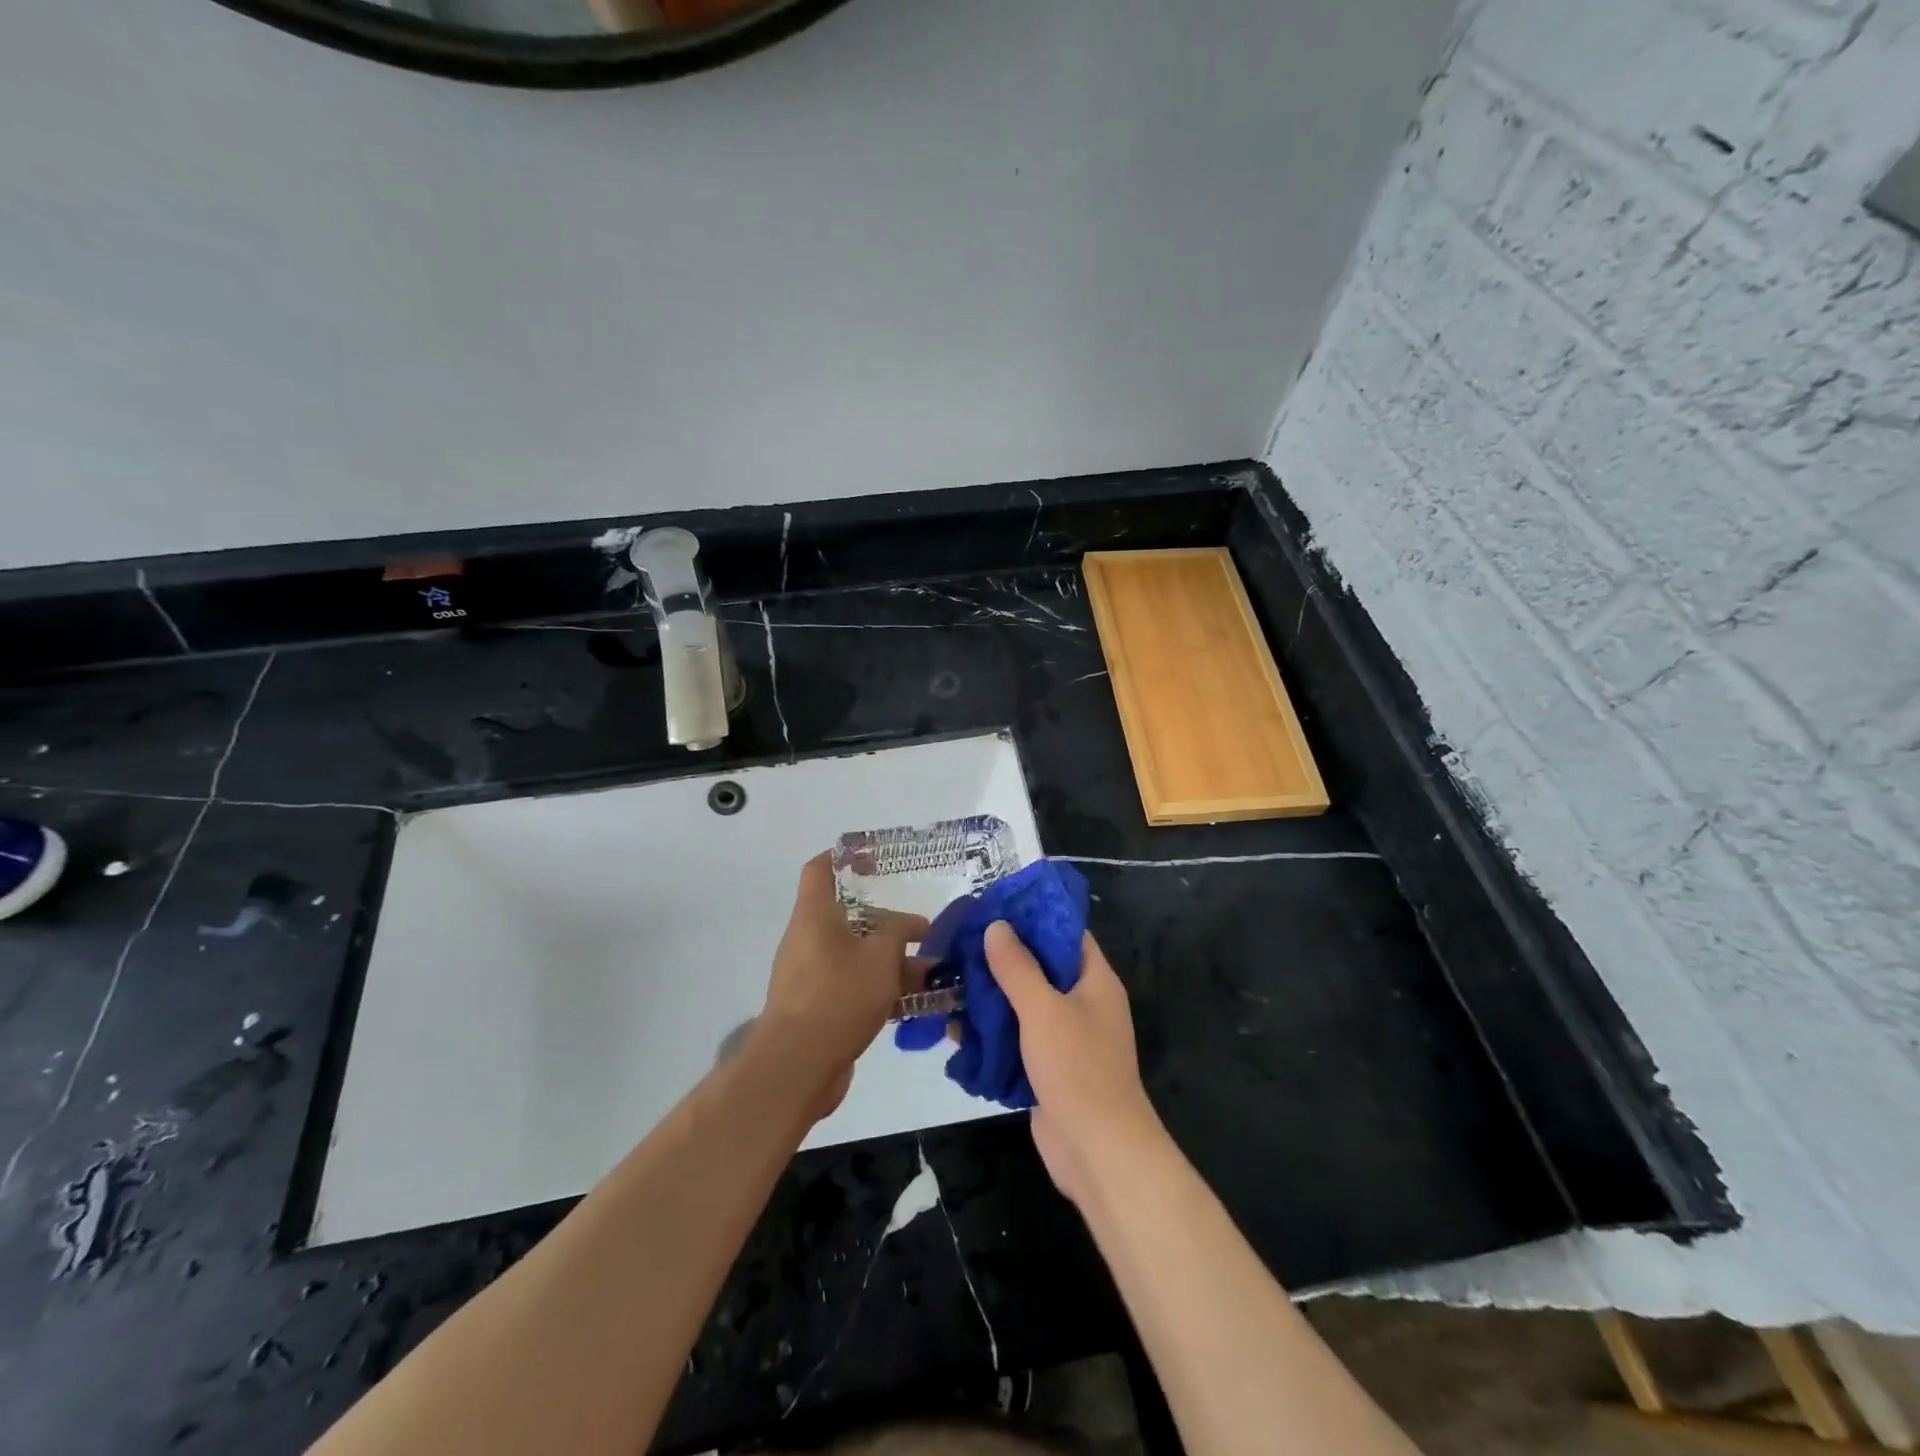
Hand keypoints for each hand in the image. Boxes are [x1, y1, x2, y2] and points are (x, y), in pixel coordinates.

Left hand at [753, 853, 928, 1122]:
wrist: (797, 1066)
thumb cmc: (838, 996)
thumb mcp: (880, 957)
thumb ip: (898, 932)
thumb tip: (912, 922)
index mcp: (814, 916)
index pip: (820, 870)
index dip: (844, 857)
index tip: (874, 860)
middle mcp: (807, 939)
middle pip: (847, 917)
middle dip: (887, 923)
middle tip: (922, 928)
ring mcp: (810, 975)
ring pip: (855, 955)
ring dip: (890, 960)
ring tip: (931, 969)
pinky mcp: (817, 1007)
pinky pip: (853, 985)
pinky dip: (880, 987)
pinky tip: (915, 1001)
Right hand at [981, 922, 1165, 1206]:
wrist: (1098, 1151)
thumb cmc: (1078, 1068)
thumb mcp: (1043, 1008)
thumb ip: (1018, 966)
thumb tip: (997, 926)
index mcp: (1095, 980)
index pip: (1066, 933)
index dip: (1033, 917)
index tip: (994, 907)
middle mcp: (1083, 1003)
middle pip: (1040, 968)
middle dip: (1001, 958)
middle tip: (960, 944)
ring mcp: (1066, 1038)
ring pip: (1024, 1005)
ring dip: (990, 997)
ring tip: (948, 982)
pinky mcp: (1048, 1068)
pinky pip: (1017, 1040)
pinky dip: (991, 1033)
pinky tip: (955, 1028)